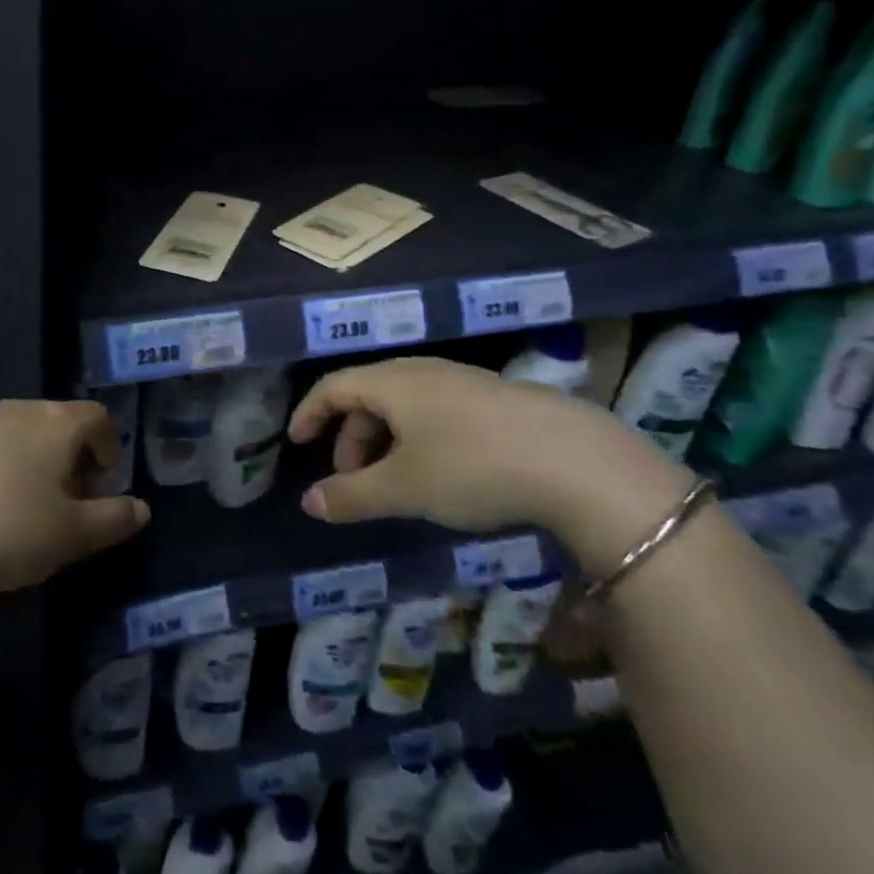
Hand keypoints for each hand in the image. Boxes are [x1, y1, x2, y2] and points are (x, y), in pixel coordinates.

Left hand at [0, 400, 149, 638]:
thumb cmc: (5, 532)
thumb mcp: (71, 537)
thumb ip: (114, 520)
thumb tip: (142, 508)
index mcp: (55, 423)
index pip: (97, 418)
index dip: (109, 446)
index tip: (105, 482)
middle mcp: (16, 411)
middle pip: (56, 422)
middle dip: (70, 456)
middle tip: (68, 499)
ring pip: (15, 433)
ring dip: (29, 461)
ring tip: (22, 507)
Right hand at [289, 357, 688, 568]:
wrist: (576, 459)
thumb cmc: (472, 466)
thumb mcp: (404, 488)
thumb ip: (351, 495)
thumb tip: (308, 502)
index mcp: (391, 382)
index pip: (333, 386)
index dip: (309, 413)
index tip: (296, 442)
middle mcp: (422, 371)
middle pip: (368, 394)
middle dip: (350, 436)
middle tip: (352, 479)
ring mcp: (462, 381)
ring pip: (404, 403)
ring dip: (385, 440)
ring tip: (396, 481)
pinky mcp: (494, 398)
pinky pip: (436, 410)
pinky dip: (418, 437)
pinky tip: (441, 472)